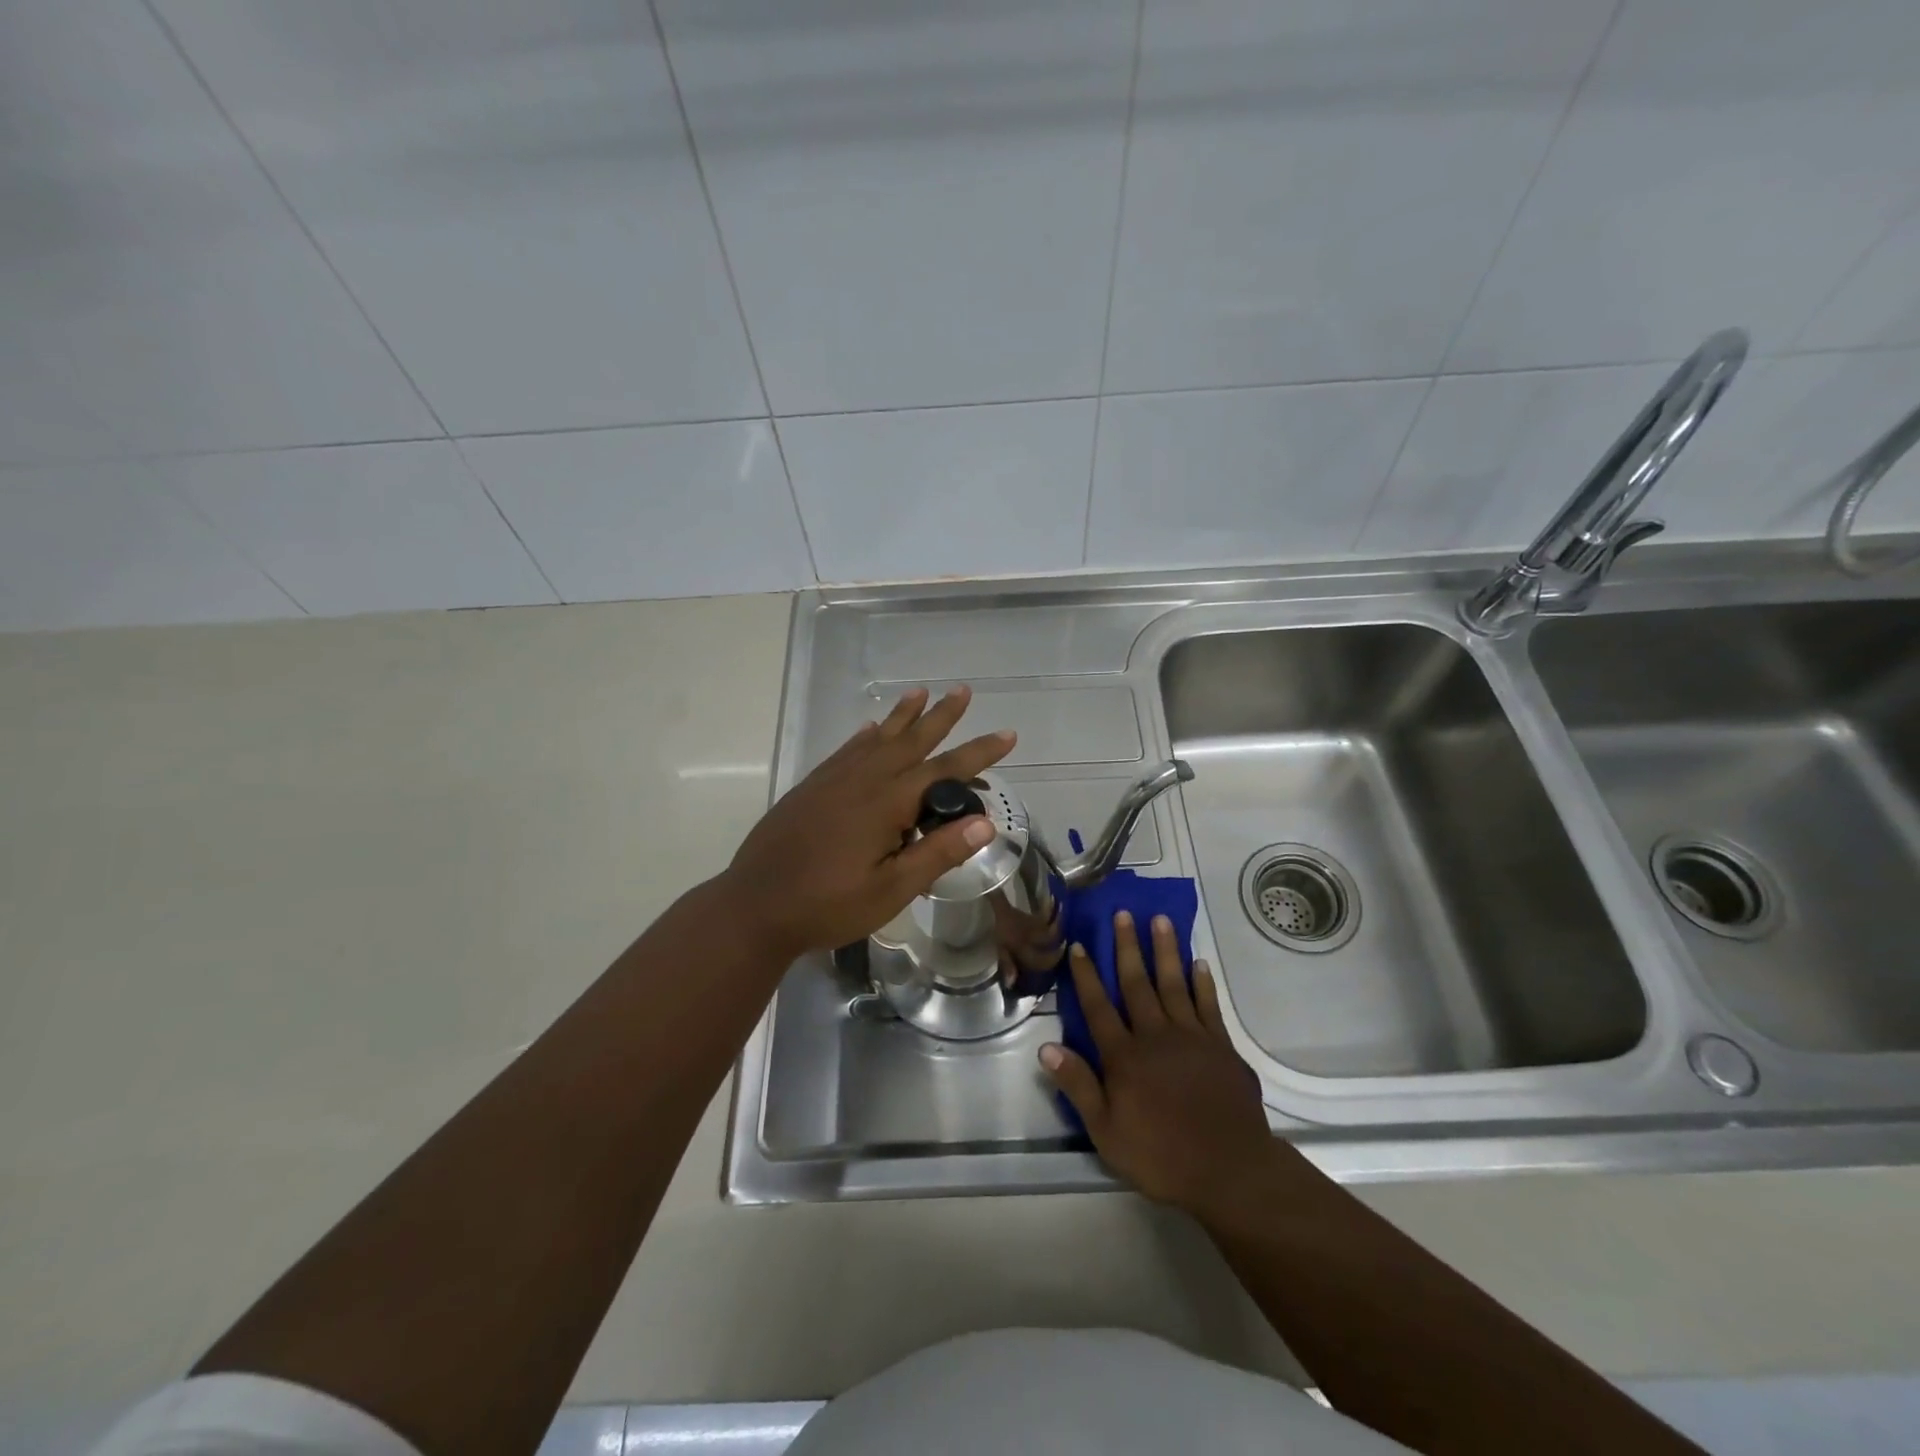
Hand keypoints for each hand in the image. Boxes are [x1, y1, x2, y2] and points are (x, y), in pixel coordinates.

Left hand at [720, 686, 1015, 960]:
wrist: (754, 907)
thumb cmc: (827, 906)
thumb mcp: (890, 890)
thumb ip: (936, 854)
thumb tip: (985, 822)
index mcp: (886, 803)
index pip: (944, 770)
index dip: (978, 753)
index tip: (1007, 735)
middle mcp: (862, 780)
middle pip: (910, 740)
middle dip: (940, 716)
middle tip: (962, 690)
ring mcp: (833, 780)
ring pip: (877, 738)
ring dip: (902, 716)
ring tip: (920, 693)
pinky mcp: (811, 787)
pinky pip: (847, 750)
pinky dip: (865, 735)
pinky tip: (871, 728)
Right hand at [1042, 912, 1272, 1218]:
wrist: (1229, 1170)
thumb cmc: (1161, 1155)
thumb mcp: (1107, 1131)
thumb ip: (1078, 1086)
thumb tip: (1045, 1048)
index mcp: (1124, 1056)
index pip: (1098, 1007)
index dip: (1087, 975)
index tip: (1080, 944)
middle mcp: (1155, 1035)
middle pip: (1137, 983)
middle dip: (1128, 947)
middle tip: (1123, 913)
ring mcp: (1191, 1037)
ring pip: (1173, 983)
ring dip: (1166, 951)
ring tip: (1161, 920)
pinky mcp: (1220, 1045)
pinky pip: (1208, 1004)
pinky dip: (1202, 982)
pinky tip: (1199, 963)